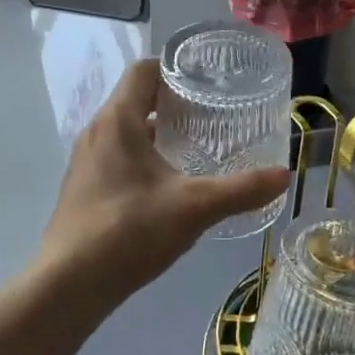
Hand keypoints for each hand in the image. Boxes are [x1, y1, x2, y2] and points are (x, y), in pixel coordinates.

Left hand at [36, 59, 289, 309]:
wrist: (69, 284)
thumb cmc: (130, 230)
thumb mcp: (194, 207)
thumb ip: (241, 190)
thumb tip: (284, 176)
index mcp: (117, 120)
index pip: (143, 71)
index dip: (175, 70)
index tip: (207, 84)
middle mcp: (96, 132)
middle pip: (136, 100)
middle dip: (174, 105)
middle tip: (212, 118)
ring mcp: (85, 162)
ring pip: (126, 133)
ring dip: (158, 135)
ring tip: (197, 151)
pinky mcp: (83, 189)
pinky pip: (116, 159)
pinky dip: (143, 160)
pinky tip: (168, 188)